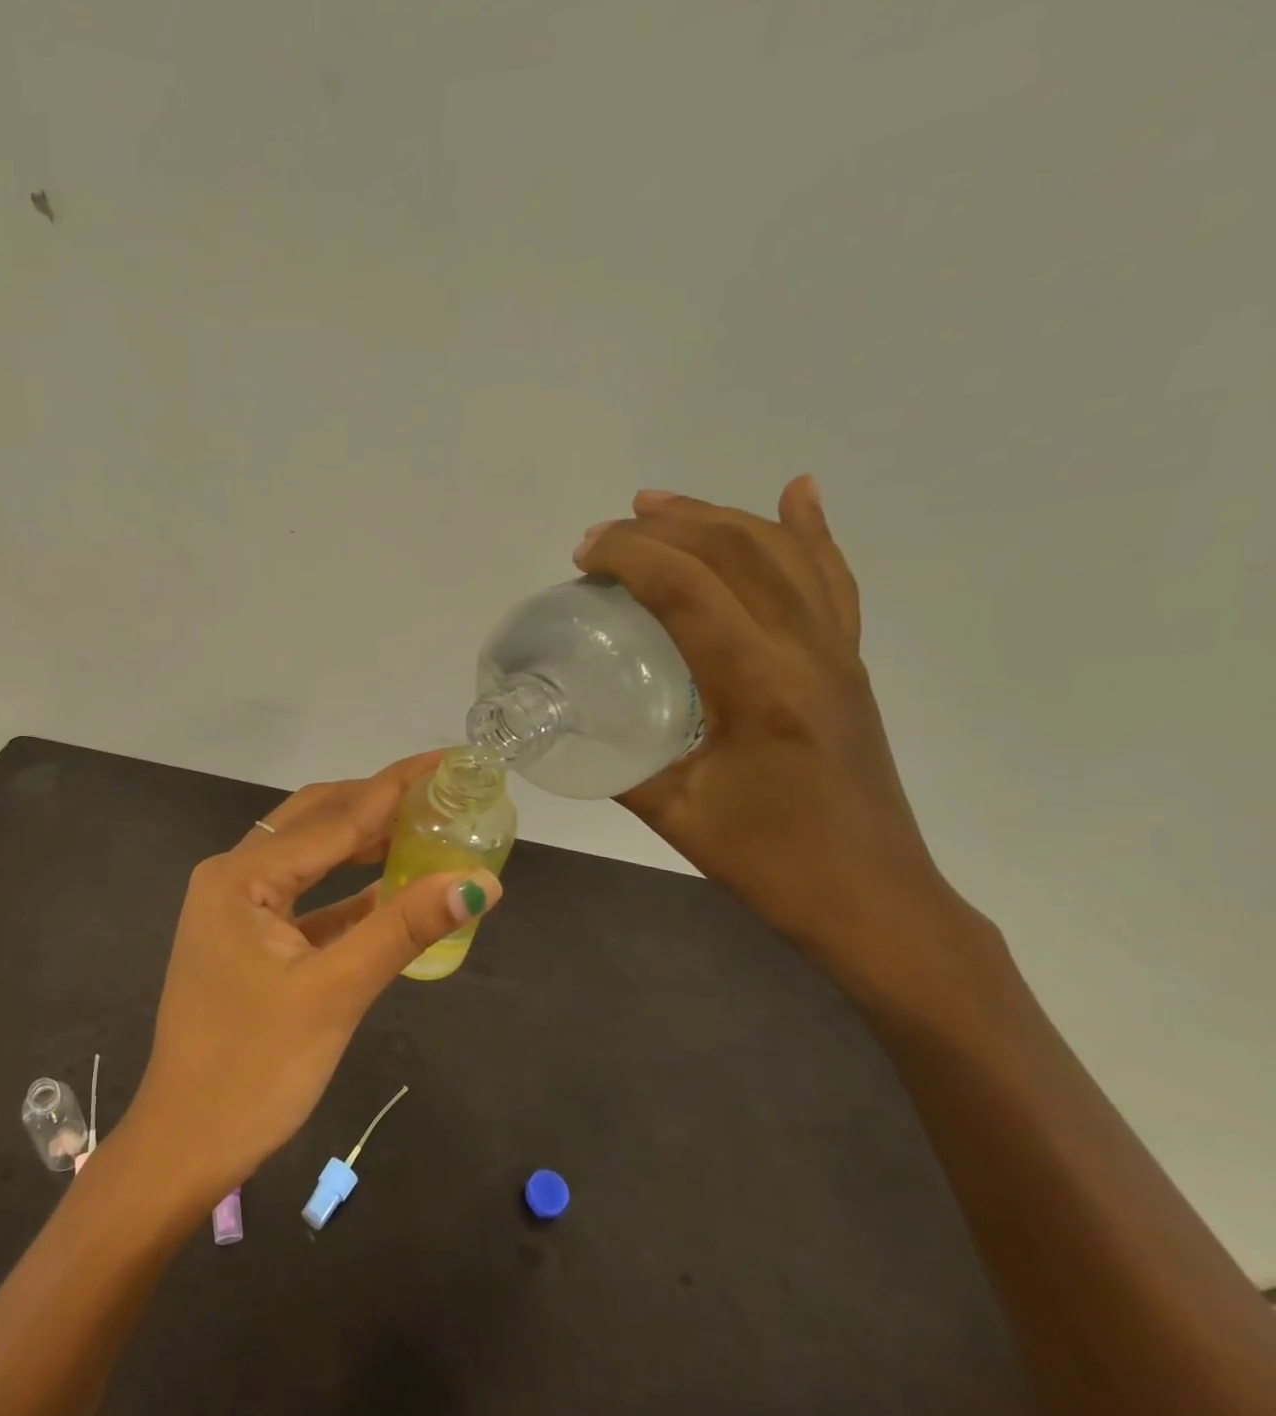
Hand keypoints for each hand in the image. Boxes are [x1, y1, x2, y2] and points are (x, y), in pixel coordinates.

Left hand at [118, 753, 503, 1203]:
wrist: (186, 1145)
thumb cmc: (253, 1069)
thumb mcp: (334, 993)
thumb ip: (403, 929)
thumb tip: (479, 881)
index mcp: (241, 875)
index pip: (335, 817)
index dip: (395, 787)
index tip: (447, 760)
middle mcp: (233, 876)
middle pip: (317, 822)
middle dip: (378, 804)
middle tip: (441, 791)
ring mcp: (237, 907)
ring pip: (311, 858)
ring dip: (364, 844)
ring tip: (426, 827)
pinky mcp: (248, 938)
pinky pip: (306, 898)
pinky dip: (348, 892)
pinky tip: (392, 888)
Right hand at [573, 478, 966, 990]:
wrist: (874, 899)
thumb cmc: (770, 862)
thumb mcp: (673, 812)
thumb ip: (613, 760)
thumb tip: (562, 722)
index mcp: (760, 686)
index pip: (690, 589)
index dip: (631, 556)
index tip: (583, 554)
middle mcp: (808, 651)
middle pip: (736, 553)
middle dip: (664, 527)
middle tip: (604, 533)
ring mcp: (838, 652)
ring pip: (783, 554)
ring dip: (719, 517)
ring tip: (661, 504)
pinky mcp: (849, 664)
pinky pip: (832, 581)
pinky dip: (811, 532)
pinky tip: (797, 494)